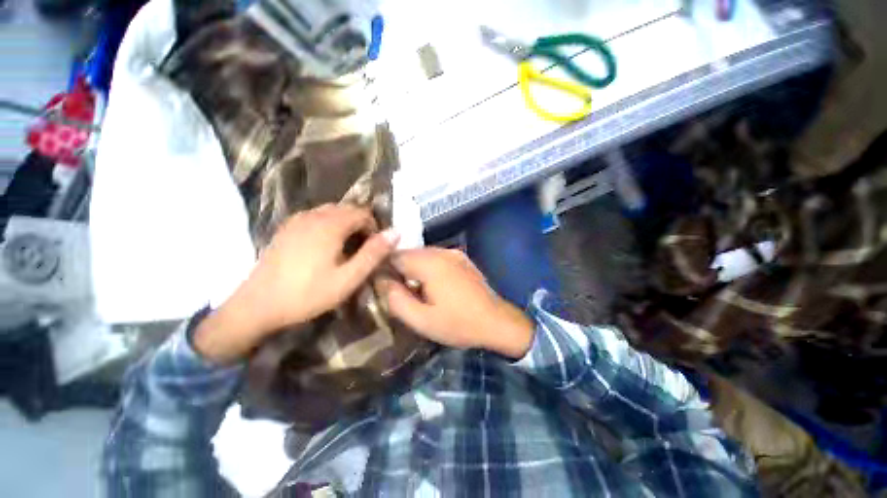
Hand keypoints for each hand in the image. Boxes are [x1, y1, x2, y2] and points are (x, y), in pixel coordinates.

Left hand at [195, 204, 398, 363]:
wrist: (257, 305)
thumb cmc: (308, 294)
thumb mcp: (348, 278)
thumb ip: (373, 253)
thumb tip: (396, 232)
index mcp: (330, 225)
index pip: (363, 213)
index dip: (374, 228)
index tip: (374, 249)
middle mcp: (313, 215)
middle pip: (347, 209)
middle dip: (361, 225)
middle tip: (362, 250)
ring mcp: (296, 220)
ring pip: (331, 211)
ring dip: (345, 224)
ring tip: (346, 248)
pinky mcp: (286, 228)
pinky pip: (315, 216)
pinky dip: (328, 224)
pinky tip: (325, 246)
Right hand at [381, 248, 534, 358]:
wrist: (497, 321)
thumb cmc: (458, 323)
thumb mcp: (422, 320)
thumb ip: (396, 300)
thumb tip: (382, 281)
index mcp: (430, 264)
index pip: (395, 256)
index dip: (384, 269)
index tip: (383, 286)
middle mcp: (441, 251)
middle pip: (409, 253)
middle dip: (399, 269)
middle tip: (399, 292)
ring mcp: (453, 253)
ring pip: (422, 255)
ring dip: (414, 269)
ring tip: (416, 290)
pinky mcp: (461, 258)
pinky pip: (436, 257)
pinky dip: (427, 267)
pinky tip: (433, 286)